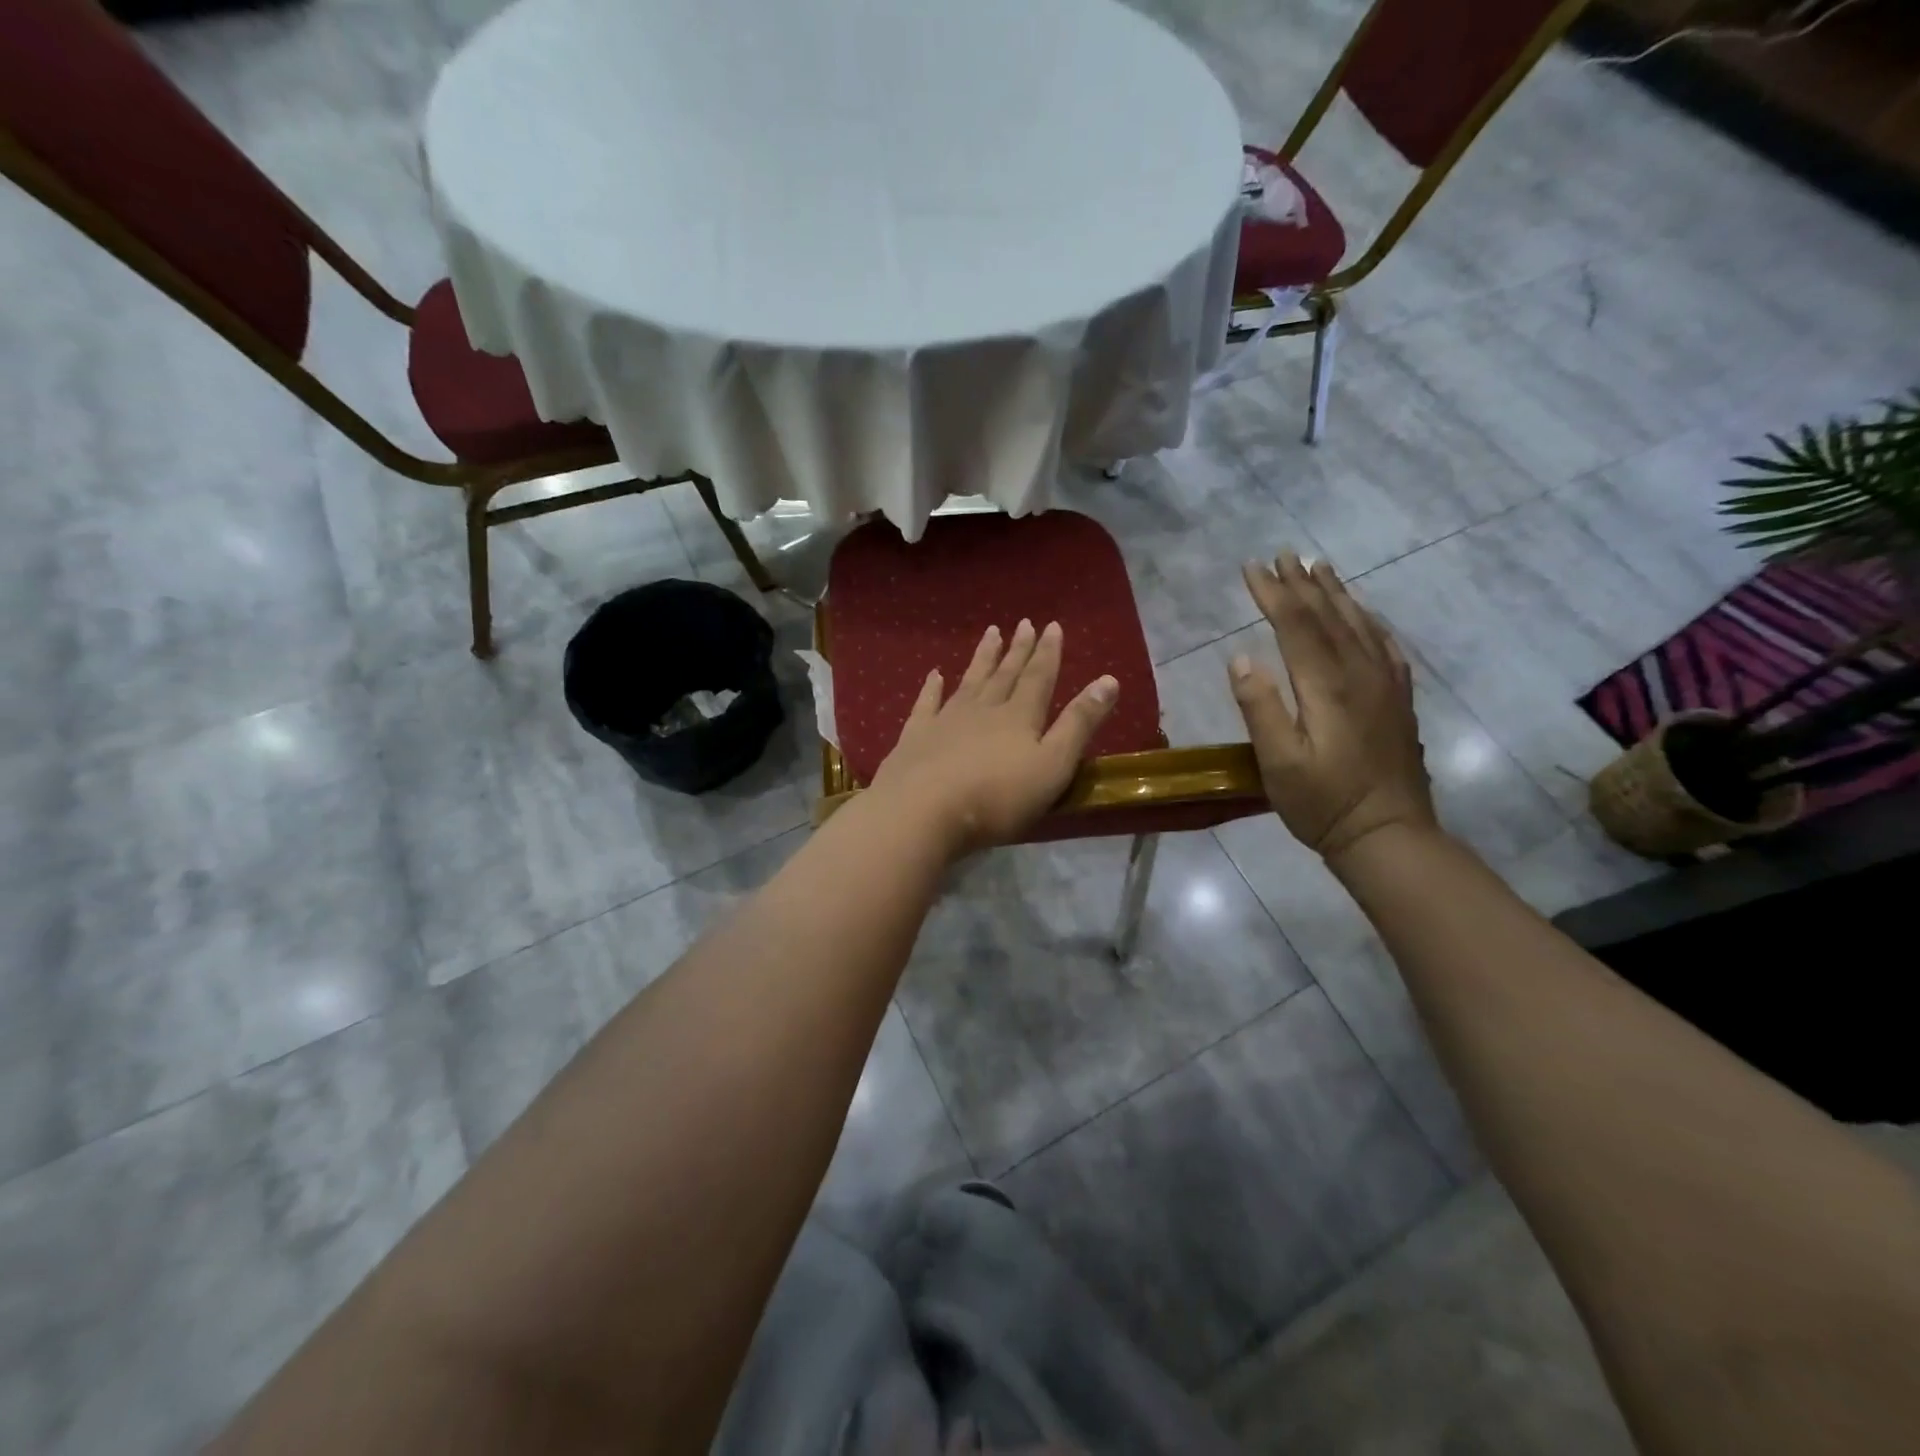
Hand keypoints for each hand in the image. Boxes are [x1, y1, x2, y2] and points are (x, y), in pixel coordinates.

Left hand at [870, 620, 1118, 855]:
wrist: (923, 811)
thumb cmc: (997, 797)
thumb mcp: (1052, 765)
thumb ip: (1079, 724)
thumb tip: (1109, 680)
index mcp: (1019, 717)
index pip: (1039, 678)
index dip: (1048, 653)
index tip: (1052, 626)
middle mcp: (983, 709)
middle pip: (1004, 674)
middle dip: (1017, 650)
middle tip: (1023, 623)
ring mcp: (946, 720)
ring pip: (969, 681)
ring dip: (982, 658)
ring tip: (991, 633)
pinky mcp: (915, 736)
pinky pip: (926, 703)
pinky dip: (931, 687)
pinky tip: (934, 674)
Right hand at [1228, 551, 1436, 862]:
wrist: (1388, 834)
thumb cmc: (1323, 803)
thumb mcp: (1278, 762)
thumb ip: (1261, 707)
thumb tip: (1240, 658)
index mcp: (1327, 686)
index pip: (1296, 626)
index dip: (1273, 594)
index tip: (1251, 568)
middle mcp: (1360, 674)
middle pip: (1329, 616)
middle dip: (1302, 584)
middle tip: (1283, 555)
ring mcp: (1385, 685)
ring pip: (1359, 624)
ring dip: (1336, 593)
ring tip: (1319, 568)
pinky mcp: (1398, 700)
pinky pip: (1385, 645)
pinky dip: (1369, 621)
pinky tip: (1363, 614)